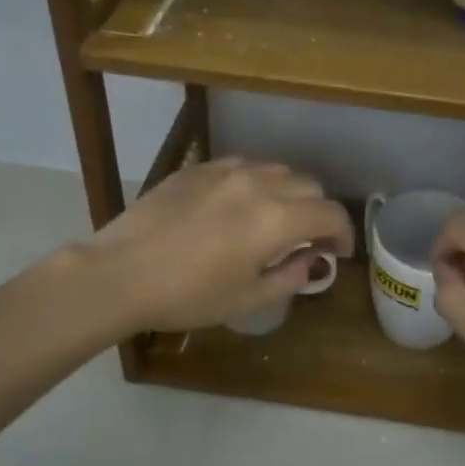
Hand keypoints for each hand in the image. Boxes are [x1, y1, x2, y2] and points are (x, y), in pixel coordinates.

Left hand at [86, 159, 352, 332]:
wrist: (120, 272)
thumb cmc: (188, 296)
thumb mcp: (248, 299)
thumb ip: (291, 276)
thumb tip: (311, 260)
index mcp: (277, 219)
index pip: (331, 214)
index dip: (344, 234)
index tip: (338, 252)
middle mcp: (259, 184)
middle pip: (310, 186)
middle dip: (318, 212)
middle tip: (309, 240)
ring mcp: (226, 170)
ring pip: (278, 170)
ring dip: (289, 193)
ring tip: (275, 219)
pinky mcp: (199, 168)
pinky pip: (244, 166)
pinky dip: (257, 183)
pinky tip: (239, 206)